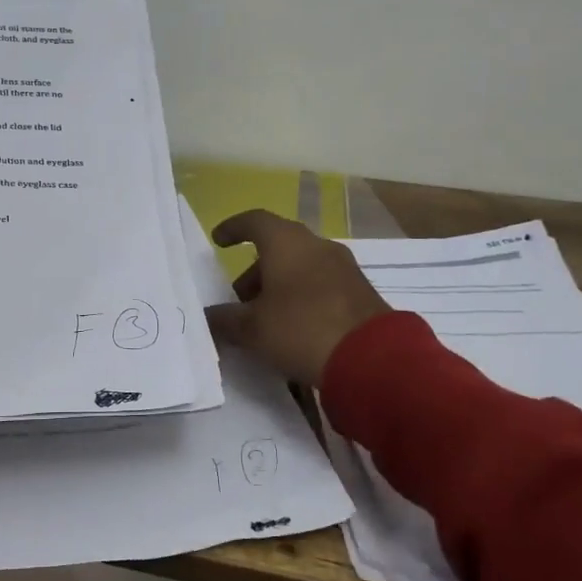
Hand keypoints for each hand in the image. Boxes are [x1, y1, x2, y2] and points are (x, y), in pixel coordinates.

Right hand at [205, 210, 390, 386]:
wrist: (373, 359)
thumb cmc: (301, 330)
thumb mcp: (252, 329)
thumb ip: (225, 320)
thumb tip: (208, 316)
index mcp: (286, 243)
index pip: (254, 221)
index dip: (233, 228)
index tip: (218, 241)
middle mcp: (317, 246)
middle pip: (278, 246)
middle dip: (255, 270)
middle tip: (240, 299)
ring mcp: (344, 268)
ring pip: (301, 266)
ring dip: (279, 284)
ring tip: (266, 318)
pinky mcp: (360, 292)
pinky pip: (321, 284)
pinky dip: (302, 296)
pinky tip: (295, 327)